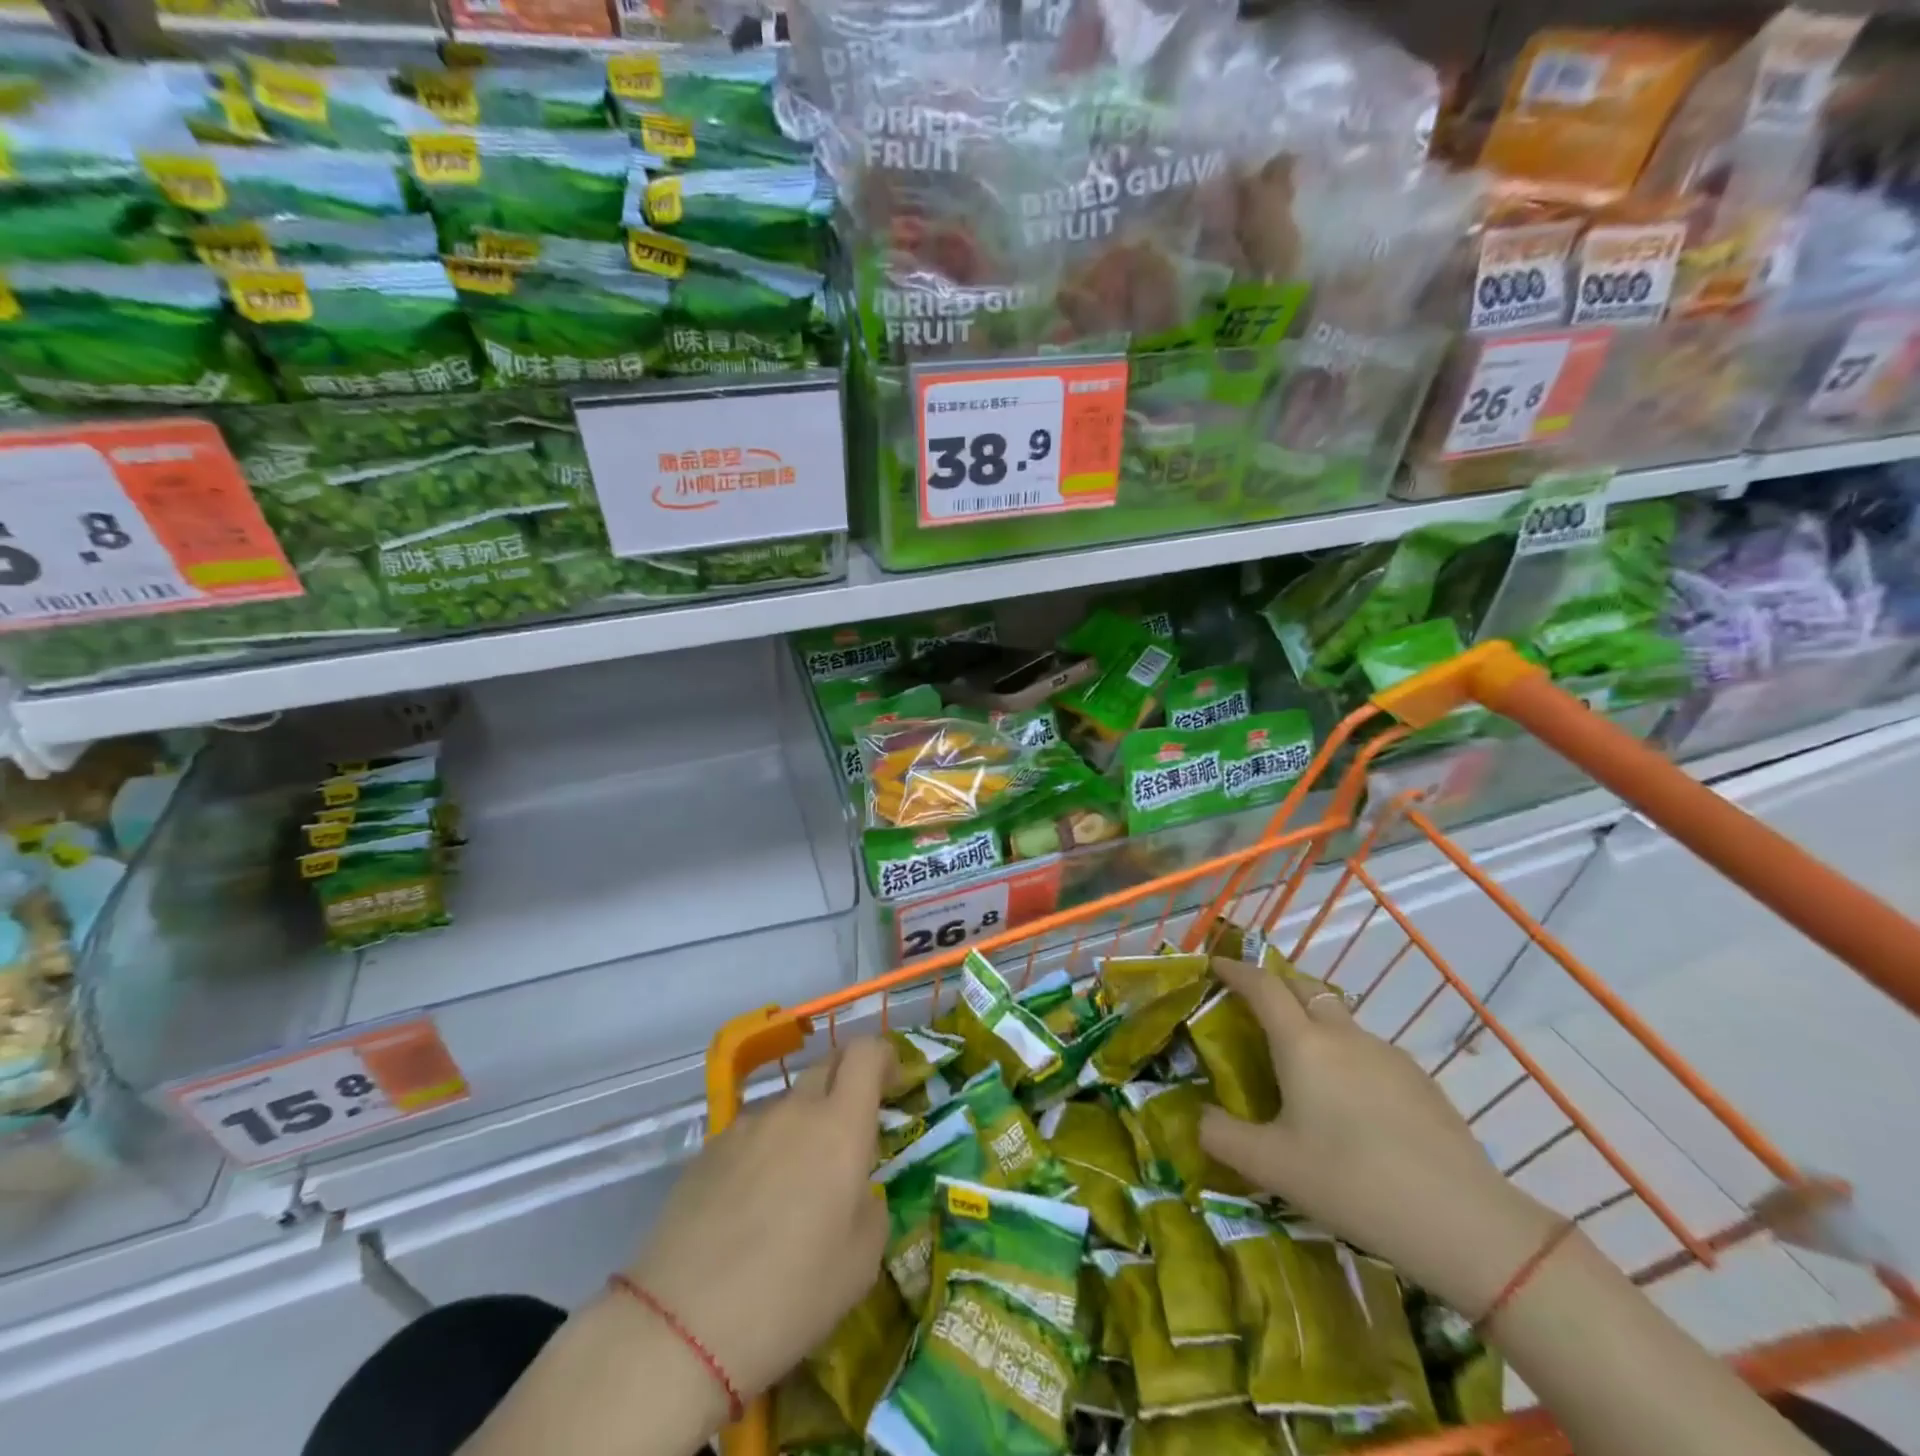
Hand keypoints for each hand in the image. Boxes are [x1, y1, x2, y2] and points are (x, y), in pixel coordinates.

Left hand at [621, 1038, 892, 1406]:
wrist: (682, 1327)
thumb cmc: (791, 1294)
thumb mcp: (861, 1262)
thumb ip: (870, 1207)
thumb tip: (855, 1192)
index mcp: (840, 1126)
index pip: (865, 1052)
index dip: (882, 1056)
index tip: (892, 1082)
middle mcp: (794, 1111)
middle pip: (826, 1067)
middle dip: (845, 1085)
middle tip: (849, 1134)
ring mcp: (745, 1127)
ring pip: (786, 1107)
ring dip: (801, 1127)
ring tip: (792, 1190)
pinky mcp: (706, 1152)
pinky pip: (749, 1136)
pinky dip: (762, 1154)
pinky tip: (749, 1209)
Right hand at [1197, 957, 1559, 1314]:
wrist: (1462, 1222)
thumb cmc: (1351, 1183)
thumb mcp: (1271, 1166)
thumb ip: (1222, 1137)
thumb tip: (1199, 1118)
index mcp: (1302, 1044)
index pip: (1262, 986)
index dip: (1235, 970)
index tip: (1216, 964)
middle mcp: (1343, 1035)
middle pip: (1303, 987)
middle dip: (1274, 982)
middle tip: (1253, 1000)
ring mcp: (1387, 1054)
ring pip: (1339, 1018)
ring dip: (1312, 1019)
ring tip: (1301, 1060)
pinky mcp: (1420, 1080)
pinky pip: (1368, 1049)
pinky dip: (1345, 1053)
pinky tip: (1351, 1101)